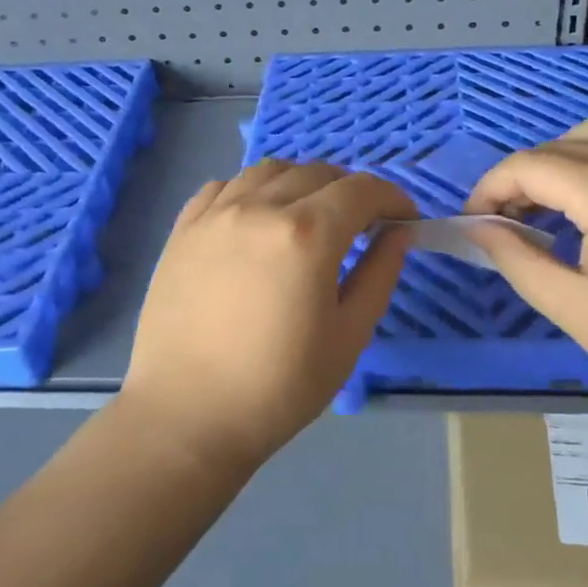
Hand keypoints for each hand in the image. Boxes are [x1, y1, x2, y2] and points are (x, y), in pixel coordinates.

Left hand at [122, 160, 416, 475]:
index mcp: (307, 234)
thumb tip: (399, 233)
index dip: (392, 197)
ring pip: (270, 171)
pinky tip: (256, 220)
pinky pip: (225, 186)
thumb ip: (379, 275)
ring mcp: (216, 213)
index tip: (404, 218)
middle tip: (361, 224)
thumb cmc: (278, 387)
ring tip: (308, 216)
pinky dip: (252, 190)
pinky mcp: (184, 228)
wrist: (186, 416)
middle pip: (318, 172)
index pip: (362, 189)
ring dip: (301, 182)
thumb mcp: (348, 337)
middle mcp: (260, 207)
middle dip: (350, 190)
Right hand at [463, 119, 587, 414]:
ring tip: (543, 209)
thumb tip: (479, 228)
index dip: (490, 189)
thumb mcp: (576, 310)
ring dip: (556, 163)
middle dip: (519, 178)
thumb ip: (519, 261)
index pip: (529, 165)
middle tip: (503, 224)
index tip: (474, 224)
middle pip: (558, 146)